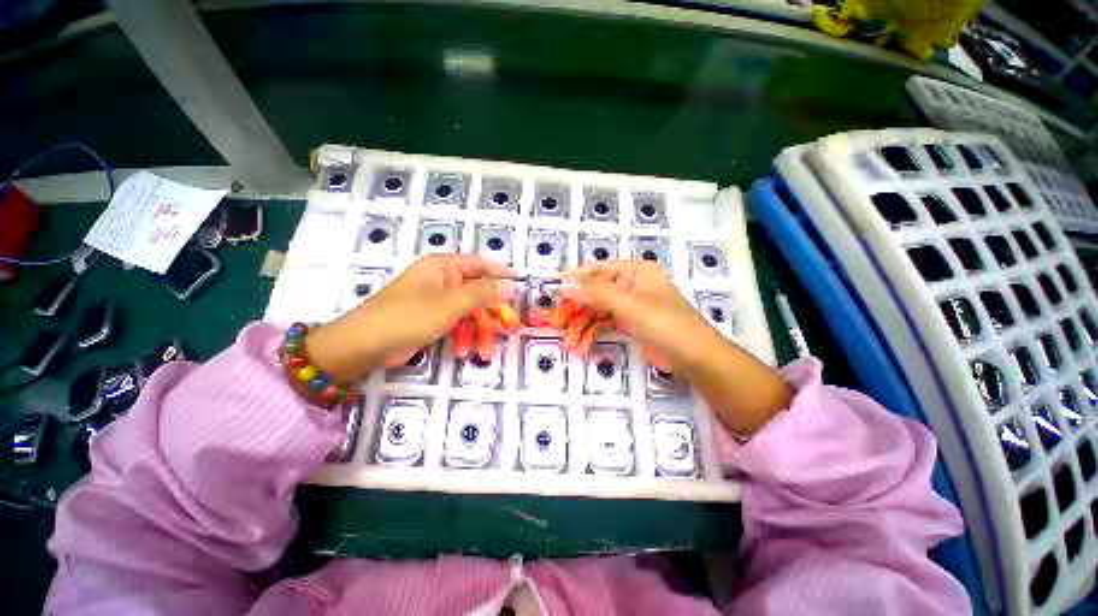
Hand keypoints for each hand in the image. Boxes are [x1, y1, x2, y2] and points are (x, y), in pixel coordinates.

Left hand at [304, 255, 516, 380]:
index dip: (500, 273)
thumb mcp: (451, 304)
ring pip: (469, 311)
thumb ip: (483, 294)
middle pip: (477, 291)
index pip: (479, 264)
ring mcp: (436, 301)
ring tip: (486, 350)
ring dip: (479, 330)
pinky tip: (466, 351)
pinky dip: (464, 336)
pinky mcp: (431, 319)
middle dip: (493, 310)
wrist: (364, 346)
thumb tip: (511, 285)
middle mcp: (441, 280)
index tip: (520, 284)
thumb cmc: (409, 317)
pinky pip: (456, 323)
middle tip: (510, 325)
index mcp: (443, 267)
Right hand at [559, 260, 793, 434]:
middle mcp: (630, 284)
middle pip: (594, 293)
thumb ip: (595, 292)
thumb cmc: (665, 323)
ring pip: (597, 311)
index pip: (597, 270)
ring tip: (569, 344)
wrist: (695, 359)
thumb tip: (563, 283)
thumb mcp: (629, 305)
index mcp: (635, 271)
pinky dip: (592, 335)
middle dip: (575, 309)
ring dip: (581, 326)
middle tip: (556, 323)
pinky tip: (582, 347)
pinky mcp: (629, 324)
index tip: (552, 290)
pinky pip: (604, 324)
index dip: (574, 279)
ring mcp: (629, 305)